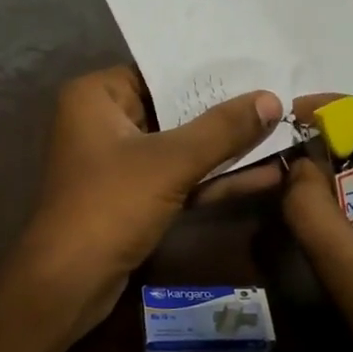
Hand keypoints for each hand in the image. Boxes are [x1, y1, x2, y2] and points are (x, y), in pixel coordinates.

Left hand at [17, 67, 283, 334]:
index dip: (210, 74)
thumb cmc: (110, 205)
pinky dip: (212, 178)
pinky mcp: (132, 197)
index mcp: (96, 97)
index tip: (258, 68)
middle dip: (226, 114)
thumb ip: (222, 130)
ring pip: (180, 147)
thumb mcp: (171, 163)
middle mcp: (102, 121)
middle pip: (173, 110)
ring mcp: (117, 162)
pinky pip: (177, 177)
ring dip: (226, 149)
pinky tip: (264, 175)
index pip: (159, 72)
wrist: (68, 283)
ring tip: (283, 136)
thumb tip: (271, 99)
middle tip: (279, 101)